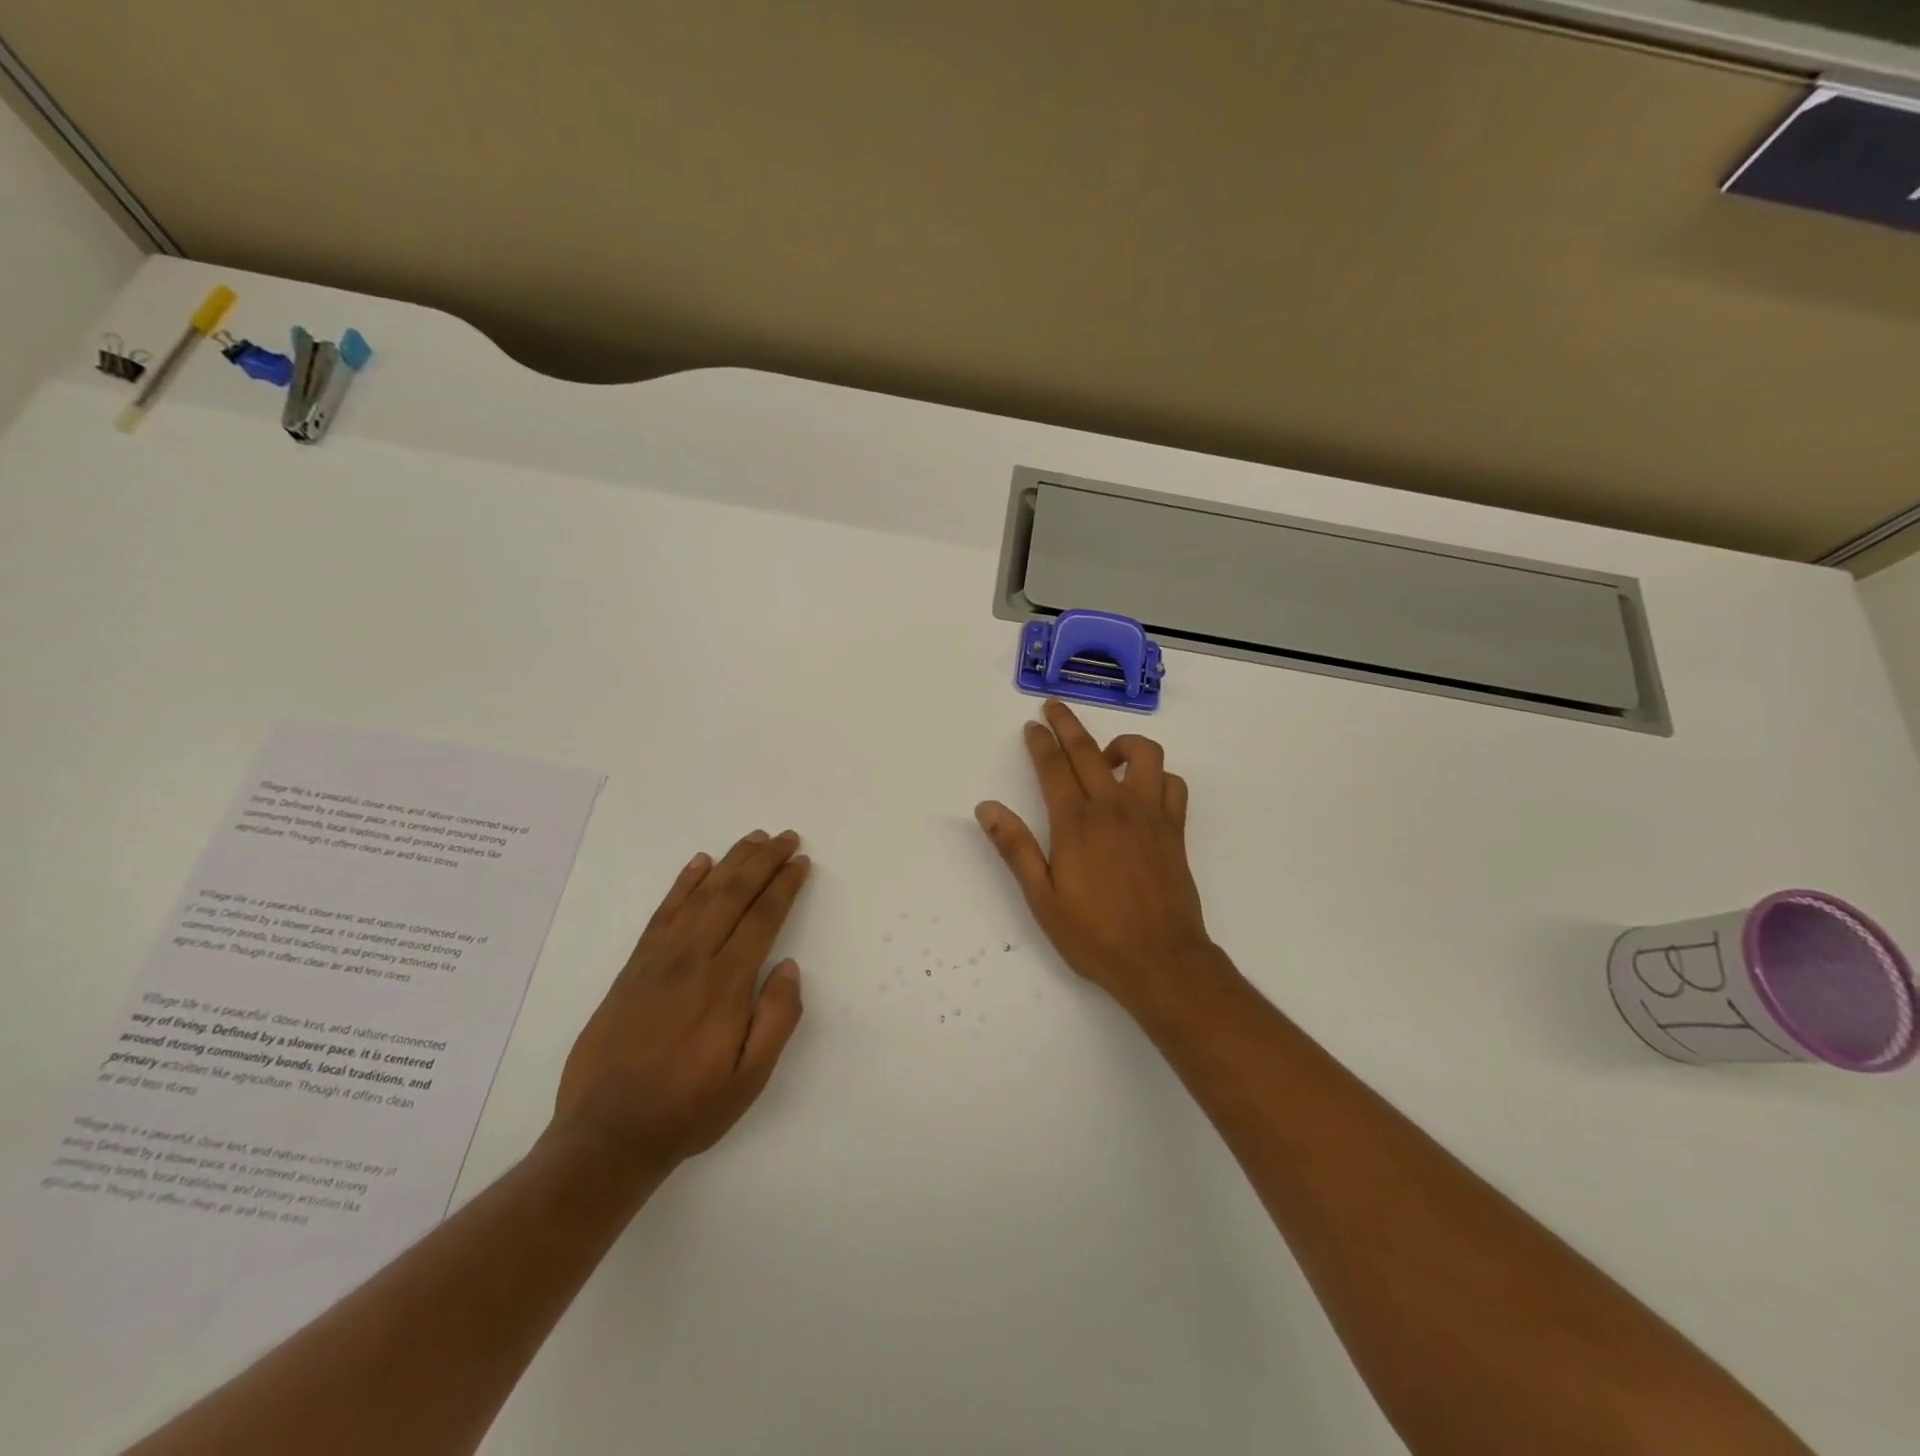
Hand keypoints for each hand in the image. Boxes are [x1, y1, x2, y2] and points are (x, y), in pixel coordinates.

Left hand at [553, 829, 807, 1171]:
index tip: (801, 862)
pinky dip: (683, 884)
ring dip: (729, 862)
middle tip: (785, 837)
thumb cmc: (688, 1109)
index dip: (784, 886)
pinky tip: (698, 865)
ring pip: (700, 895)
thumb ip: (776, 1020)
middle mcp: (692, 960)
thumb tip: (789, 967)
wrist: (605, 1135)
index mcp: (725, 985)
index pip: (762, 918)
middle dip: (763, 861)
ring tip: (753, 839)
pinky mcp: (633, 968)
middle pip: (732, 894)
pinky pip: (662, 913)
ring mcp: (658, 960)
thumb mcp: (749, 1079)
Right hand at [975, 700, 1227, 1016]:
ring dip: (1122, 744)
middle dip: (1067, 724)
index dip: (1040, 742)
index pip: (1053, 767)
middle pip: (1088, 750)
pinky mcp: (1175, 829)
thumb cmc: (1094, 934)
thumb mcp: (1042, 898)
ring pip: (1144, 755)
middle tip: (1053, 707)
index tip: (1032, 725)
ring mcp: (1150, 815)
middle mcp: (1113, 808)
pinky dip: (1157, 776)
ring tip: (1105, 757)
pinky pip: (1172, 784)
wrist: (1161, 960)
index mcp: (1076, 823)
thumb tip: (987, 808)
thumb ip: (1015, 848)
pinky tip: (1142, 790)